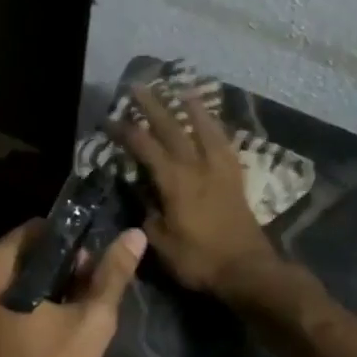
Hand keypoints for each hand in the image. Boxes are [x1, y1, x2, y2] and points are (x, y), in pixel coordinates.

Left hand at [0, 219, 146, 356]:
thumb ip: (110, 275)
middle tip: (83, 304)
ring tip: (67, 325)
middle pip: (19, 258)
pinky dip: (15, 315)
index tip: (90, 275)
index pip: (35, 232)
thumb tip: (133, 235)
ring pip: (5, 285)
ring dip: (36, 296)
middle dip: (54, 273)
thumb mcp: (89, 325)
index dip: (69, 248)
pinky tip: (40, 341)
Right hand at [109, 85, 278, 295]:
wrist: (247, 270)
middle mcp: (197, 167)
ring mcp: (219, 170)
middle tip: (139, 86)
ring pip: (205, 129)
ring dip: (192, 108)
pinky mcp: (235, 178)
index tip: (109, 118)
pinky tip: (212, 124)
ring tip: (182, 89)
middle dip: (154, 106)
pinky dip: (216, 128)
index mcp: (174, 181)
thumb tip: (139, 192)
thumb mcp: (161, 242)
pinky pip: (224, 143)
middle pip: (173, 128)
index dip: (125, 131)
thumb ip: (147, 212)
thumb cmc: (199, 259)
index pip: (144, 147)